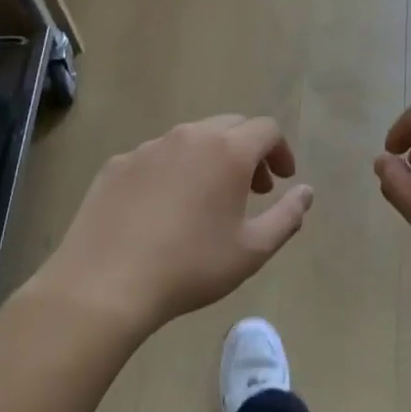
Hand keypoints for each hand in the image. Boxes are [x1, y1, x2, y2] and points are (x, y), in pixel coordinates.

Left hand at [36, 116, 313, 333]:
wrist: (104, 285)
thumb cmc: (191, 267)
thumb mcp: (253, 250)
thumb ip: (288, 216)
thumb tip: (306, 192)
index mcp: (228, 151)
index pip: (266, 129)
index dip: (281, 151)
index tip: (282, 181)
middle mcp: (189, 137)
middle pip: (230, 126)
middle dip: (249, 152)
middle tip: (252, 190)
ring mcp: (148, 148)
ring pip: (191, 139)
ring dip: (211, 159)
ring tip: (209, 200)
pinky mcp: (116, 165)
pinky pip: (157, 157)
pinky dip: (174, 171)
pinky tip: (164, 209)